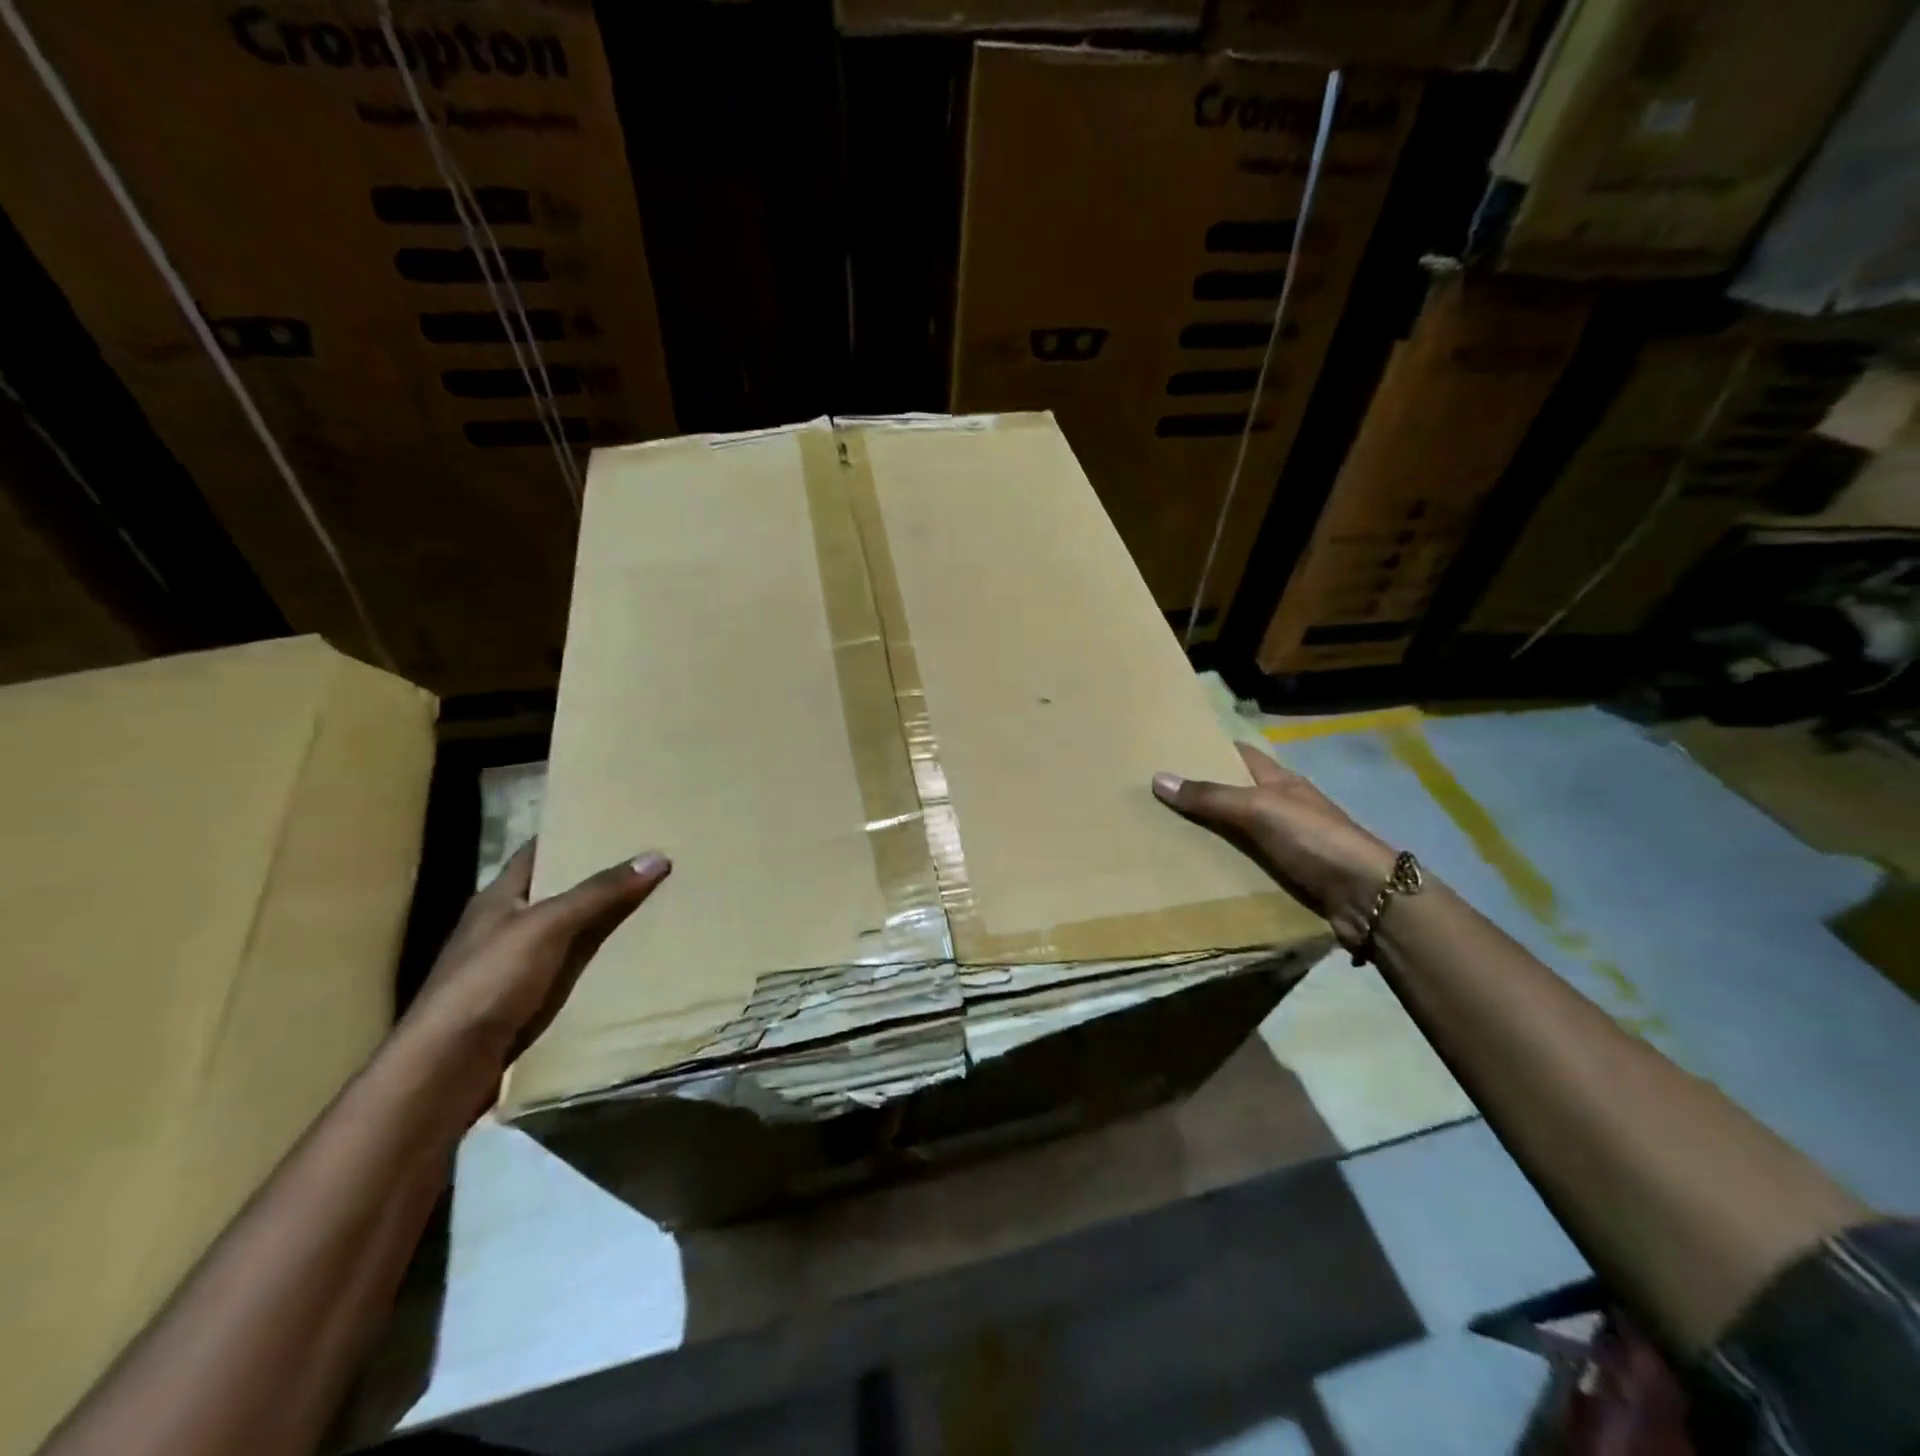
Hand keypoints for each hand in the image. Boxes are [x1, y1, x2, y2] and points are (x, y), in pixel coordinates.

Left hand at [403, 841, 671, 1073]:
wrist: (447, 1069)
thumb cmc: (489, 982)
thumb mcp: (547, 926)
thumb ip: (599, 892)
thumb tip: (656, 855)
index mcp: (498, 898)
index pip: (536, 852)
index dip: (570, 834)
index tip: (614, 823)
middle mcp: (504, 927)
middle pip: (557, 892)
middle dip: (598, 878)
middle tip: (649, 861)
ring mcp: (513, 968)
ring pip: (568, 933)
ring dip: (603, 922)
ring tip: (654, 904)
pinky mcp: (525, 1003)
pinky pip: (571, 971)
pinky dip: (598, 962)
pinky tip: (632, 960)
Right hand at [1153, 743, 1394, 945]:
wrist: (1366, 897)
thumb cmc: (1315, 839)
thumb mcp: (1259, 809)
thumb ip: (1211, 796)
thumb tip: (1158, 778)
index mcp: (1281, 781)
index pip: (1241, 755)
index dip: (1211, 748)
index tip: (1172, 748)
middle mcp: (1283, 807)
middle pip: (1235, 793)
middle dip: (1201, 793)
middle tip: (1154, 794)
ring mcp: (1286, 842)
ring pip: (1238, 831)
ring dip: (1208, 832)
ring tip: (1161, 832)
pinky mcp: (1287, 875)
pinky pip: (1245, 863)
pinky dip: (1222, 864)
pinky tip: (1193, 869)